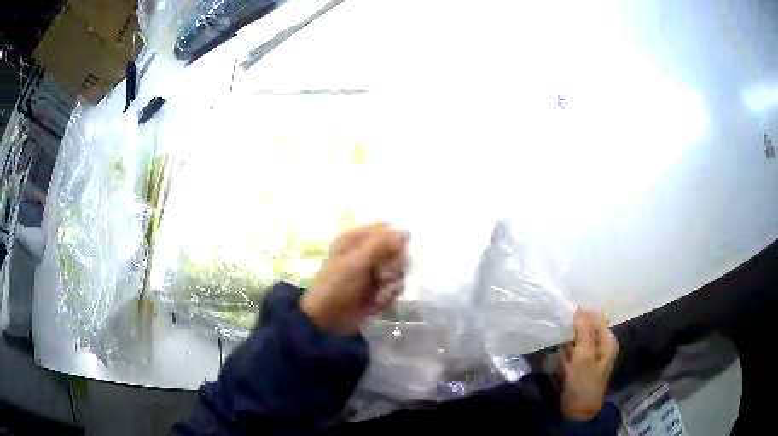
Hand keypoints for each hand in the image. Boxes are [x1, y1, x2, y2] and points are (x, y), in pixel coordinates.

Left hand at [300, 223, 409, 334]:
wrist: (327, 319)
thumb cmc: (337, 285)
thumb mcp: (356, 261)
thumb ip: (382, 243)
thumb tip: (407, 231)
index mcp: (356, 240)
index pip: (385, 230)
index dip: (394, 241)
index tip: (395, 252)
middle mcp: (367, 254)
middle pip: (397, 251)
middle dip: (394, 266)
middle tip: (382, 275)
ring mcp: (373, 273)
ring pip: (399, 271)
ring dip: (390, 285)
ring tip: (377, 293)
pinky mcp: (379, 291)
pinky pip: (395, 289)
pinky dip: (386, 297)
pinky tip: (375, 303)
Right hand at [559, 309, 618, 420]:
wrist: (577, 411)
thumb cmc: (584, 382)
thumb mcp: (584, 356)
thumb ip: (583, 331)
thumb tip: (580, 306)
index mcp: (607, 341)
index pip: (597, 318)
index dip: (583, 312)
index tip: (567, 308)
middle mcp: (600, 346)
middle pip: (587, 328)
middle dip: (574, 327)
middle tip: (560, 324)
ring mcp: (589, 357)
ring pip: (577, 340)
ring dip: (567, 339)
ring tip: (557, 338)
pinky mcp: (578, 366)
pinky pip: (571, 352)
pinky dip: (565, 352)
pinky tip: (559, 355)